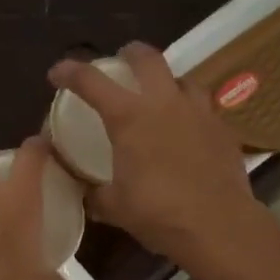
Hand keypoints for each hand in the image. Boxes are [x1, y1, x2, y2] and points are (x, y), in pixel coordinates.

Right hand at [48, 42, 266, 268]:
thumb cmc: (158, 213)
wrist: (218, 225)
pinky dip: (190, 111)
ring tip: (160, 97)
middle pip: (147, 58)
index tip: (56, 73)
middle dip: (130, 54)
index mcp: (129, 117)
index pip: (91, 81)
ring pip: (182, 78)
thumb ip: (94, 192)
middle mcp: (164, 103)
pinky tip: (187, 130)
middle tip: (121, 62)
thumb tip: (83, 188)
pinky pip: (203, 107)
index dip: (70, 72)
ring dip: (166, 81)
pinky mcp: (223, 128)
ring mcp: (198, 112)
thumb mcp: (114, 206)